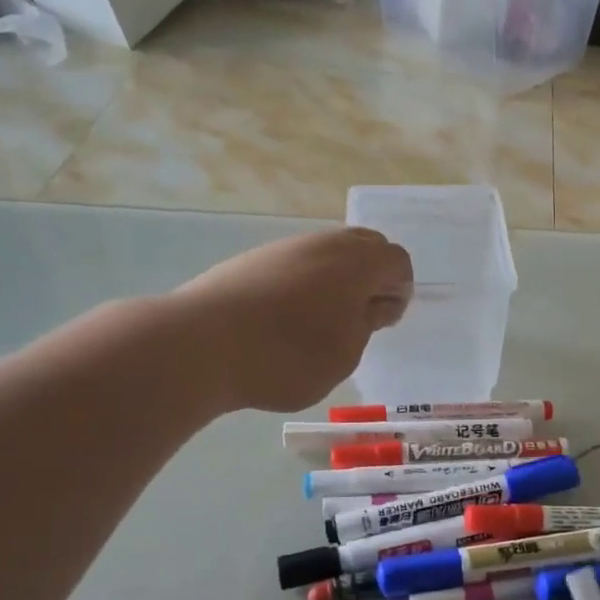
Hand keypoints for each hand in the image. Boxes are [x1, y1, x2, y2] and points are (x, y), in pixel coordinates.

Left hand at [171, 227, 412, 413]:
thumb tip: (374, 304)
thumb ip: (366, 323)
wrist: (199, 345)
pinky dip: (303, 284)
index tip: (384, 323)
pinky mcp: (252, 260)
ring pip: (326, 253)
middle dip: (371, 278)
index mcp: (356, 262)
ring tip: (320, 322)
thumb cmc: (287, 356)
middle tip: (359, 318)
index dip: (399, 291)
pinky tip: (284, 319)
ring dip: (335, 280)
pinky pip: (294, 264)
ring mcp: (284, 247)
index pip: (397, 261)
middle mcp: (323, 243)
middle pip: (365, 246)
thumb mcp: (344, 353)